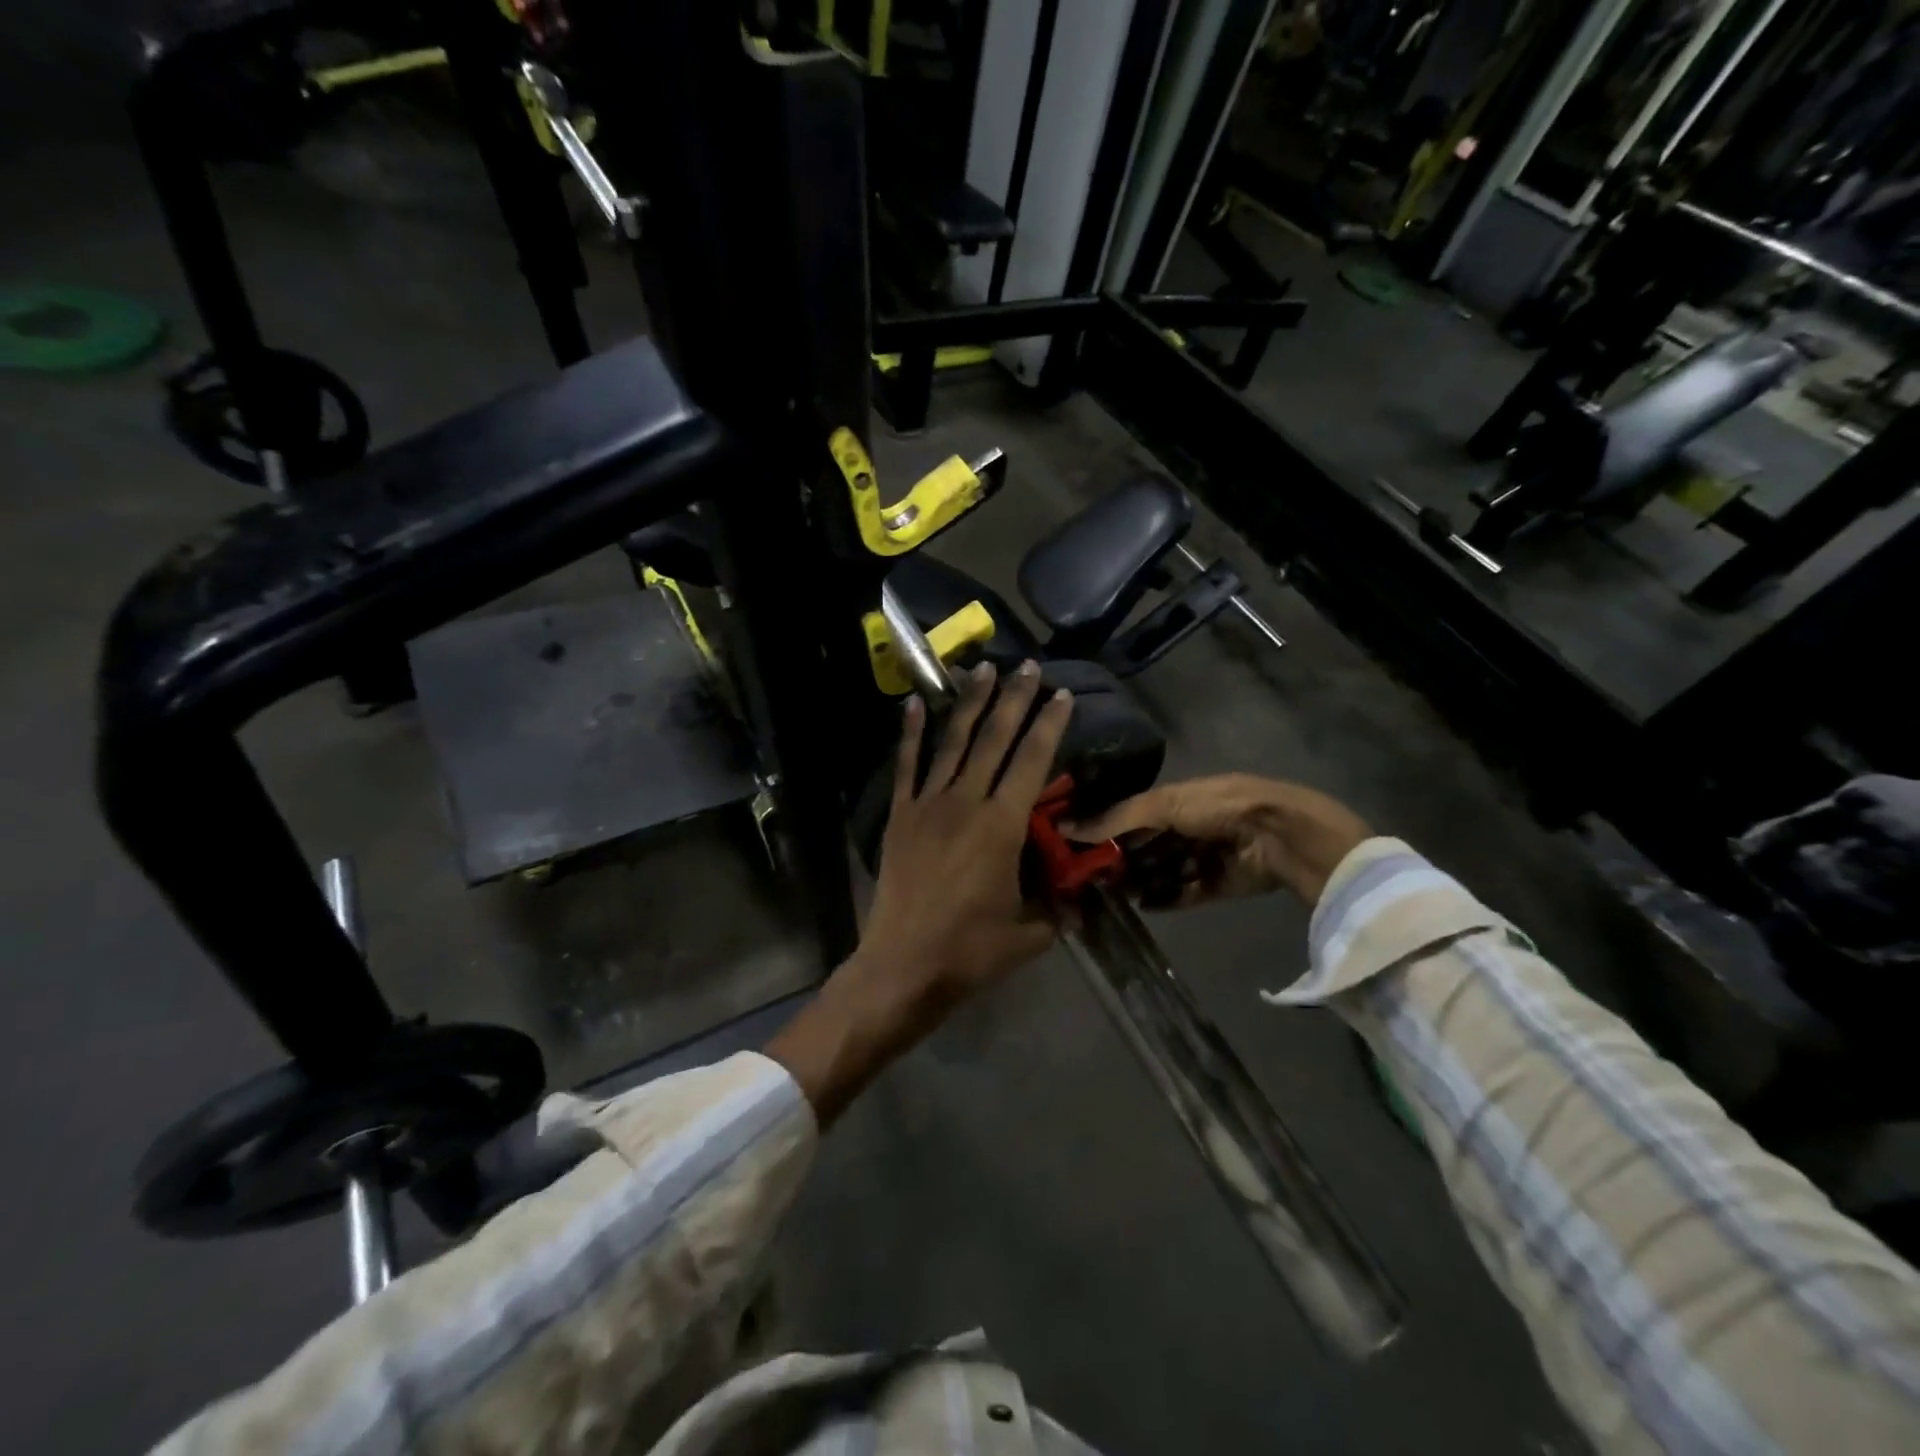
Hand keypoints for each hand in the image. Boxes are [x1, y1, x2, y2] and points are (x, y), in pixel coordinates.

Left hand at [767, 661, 1073, 1122]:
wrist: (903, 964)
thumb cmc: (970, 950)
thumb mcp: (1030, 933)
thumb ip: (1058, 908)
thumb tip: (1081, 897)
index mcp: (1002, 826)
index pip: (1032, 761)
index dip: (1048, 725)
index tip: (1061, 695)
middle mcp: (966, 802)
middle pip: (994, 739)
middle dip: (1013, 699)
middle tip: (1026, 666)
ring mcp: (928, 805)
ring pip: (953, 742)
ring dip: (969, 704)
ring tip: (981, 670)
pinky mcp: (900, 816)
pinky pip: (906, 766)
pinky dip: (910, 733)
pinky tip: (914, 704)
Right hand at [1064, 773, 1371, 907]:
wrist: (1276, 834)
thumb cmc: (1217, 807)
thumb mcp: (1163, 804)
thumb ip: (1116, 818)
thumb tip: (1067, 826)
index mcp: (1178, 799)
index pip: (1133, 816)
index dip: (1107, 830)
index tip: (1078, 847)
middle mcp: (1190, 826)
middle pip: (1147, 846)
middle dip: (1122, 859)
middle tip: (1090, 877)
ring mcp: (1205, 856)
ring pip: (1164, 871)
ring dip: (1141, 881)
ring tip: (1112, 895)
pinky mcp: (1218, 884)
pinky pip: (1185, 892)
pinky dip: (1165, 899)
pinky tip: (1143, 906)